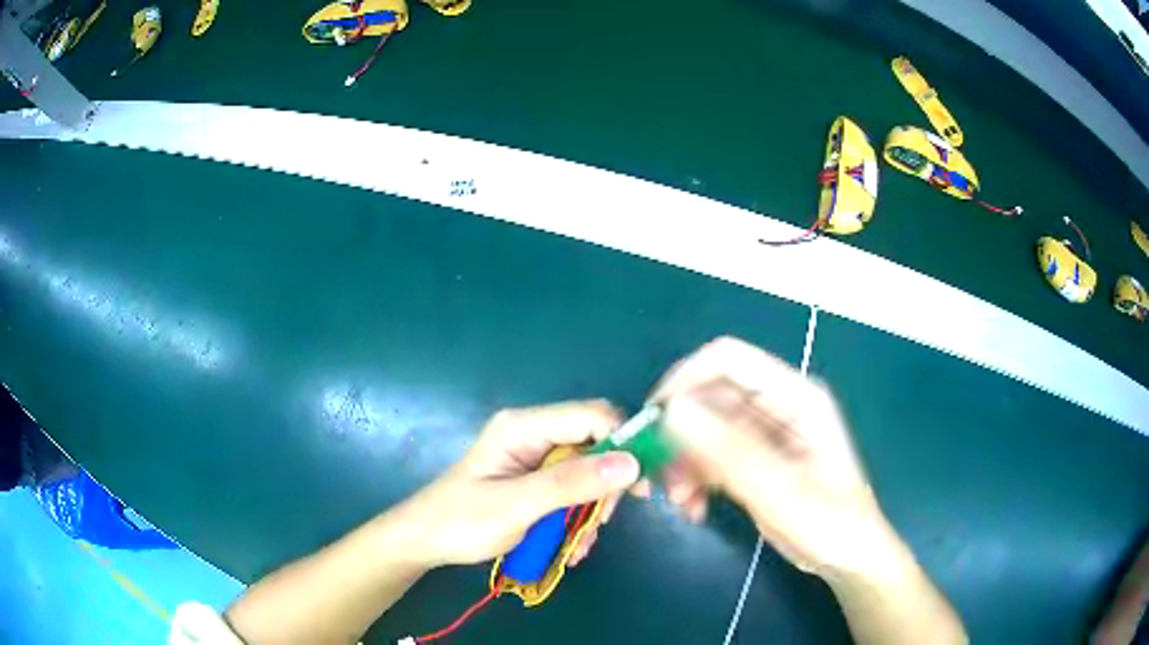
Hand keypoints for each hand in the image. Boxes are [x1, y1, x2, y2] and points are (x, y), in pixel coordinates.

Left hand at [397, 400, 640, 568]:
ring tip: (579, 544)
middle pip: (595, 444)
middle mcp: (533, 433)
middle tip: (601, 523)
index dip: (623, 443)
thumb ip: (572, 484)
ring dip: (591, 509)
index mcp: (524, 426)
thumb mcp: (517, 506)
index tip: (639, 486)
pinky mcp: (534, 479)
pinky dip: (577, 516)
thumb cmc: (462, 521)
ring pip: (588, 472)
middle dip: (605, 485)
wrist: (424, 541)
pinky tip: (570, 544)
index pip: (593, 415)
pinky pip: (572, 490)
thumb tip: (631, 464)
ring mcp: (534, 457)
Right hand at [648, 337, 898, 576]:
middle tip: (660, 476)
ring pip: (704, 428)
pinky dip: (696, 476)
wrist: (847, 554)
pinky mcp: (754, 457)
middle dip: (679, 433)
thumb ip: (729, 451)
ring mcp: (764, 432)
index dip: (686, 378)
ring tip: (681, 501)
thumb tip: (673, 412)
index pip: (729, 360)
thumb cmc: (829, 522)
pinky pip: (712, 454)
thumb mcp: (780, 490)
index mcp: (794, 397)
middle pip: (710, 397)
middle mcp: (777, 405)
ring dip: (684, 461)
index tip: (652, 418)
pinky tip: (694, 507)